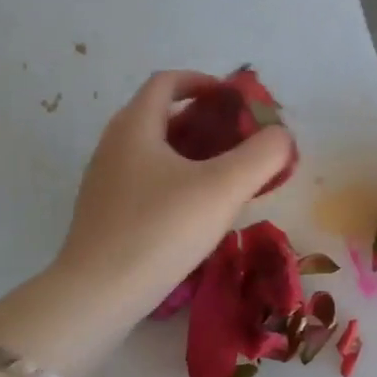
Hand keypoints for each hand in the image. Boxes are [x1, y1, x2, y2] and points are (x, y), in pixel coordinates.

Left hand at [53, 70, 294, 331]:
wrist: (96, 295)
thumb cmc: (160, 230)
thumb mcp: (223, 189)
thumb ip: (262, 156)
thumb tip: (281, 136)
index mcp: (135, 125)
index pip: (168, 81)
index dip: (204, 82)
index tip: (235, 101)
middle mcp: (114, 144)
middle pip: (162, 115)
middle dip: (205, 122)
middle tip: (241, 142)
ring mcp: (105, 180)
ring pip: (155, 151)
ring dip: (192, 153)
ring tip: (228, 177)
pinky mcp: (105, 213)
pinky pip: (146, 180)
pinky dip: (176, 180)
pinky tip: (198, 212)